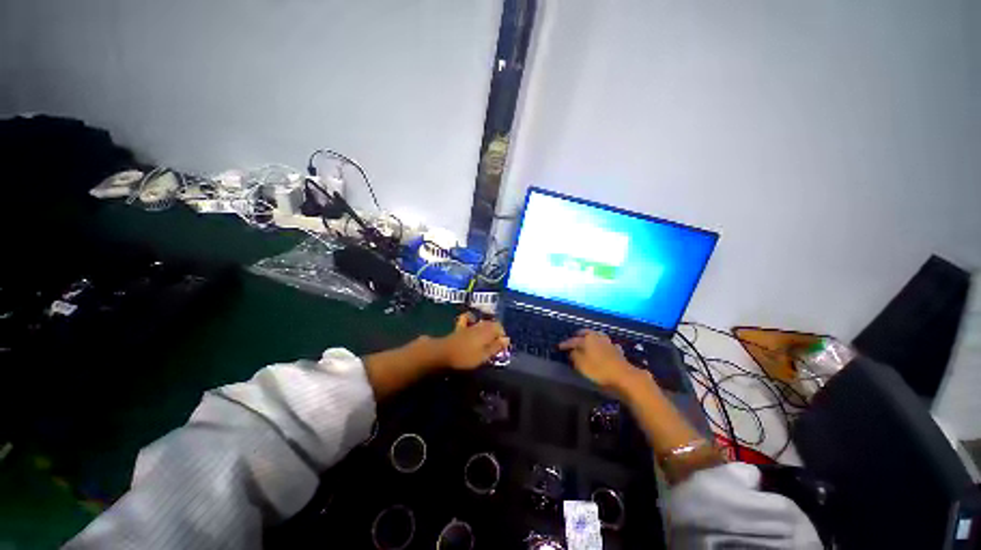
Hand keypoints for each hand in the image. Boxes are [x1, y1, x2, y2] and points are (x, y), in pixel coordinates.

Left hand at [436, 313, 509, 369]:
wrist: (443, 353)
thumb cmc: (465, 357)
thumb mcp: (483, 355)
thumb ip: (496, 347)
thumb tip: (507, 339)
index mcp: (487, 332)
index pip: (499, 327)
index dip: (502, 335)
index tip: (502, 346)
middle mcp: (479, 325)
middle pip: (491, 324)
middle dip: (495, 331)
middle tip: (496, 344)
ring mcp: (469, 325)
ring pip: (481, 322)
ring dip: (486, 327)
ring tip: (487, 337)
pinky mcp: (460, 328)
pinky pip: (467, 319)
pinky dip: (471, 319)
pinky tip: (472, 322)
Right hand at [559, 330, 644, 391]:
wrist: (624, 376)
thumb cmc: (599, 370)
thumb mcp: (581, 364)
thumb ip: (574, 356)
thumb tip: (572, 351)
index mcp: (587, 339)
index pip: (573, 340)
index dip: (565, 343)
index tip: (559, 346)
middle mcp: (598, 337)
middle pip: (587, 333)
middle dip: (579, 334)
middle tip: (574, 337)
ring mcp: (609, 343)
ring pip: (598, 336)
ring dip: (592, 337)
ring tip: (588, 340)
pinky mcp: (618, 351)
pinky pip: (608, 344)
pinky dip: (604, 345)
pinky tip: (605, 348)